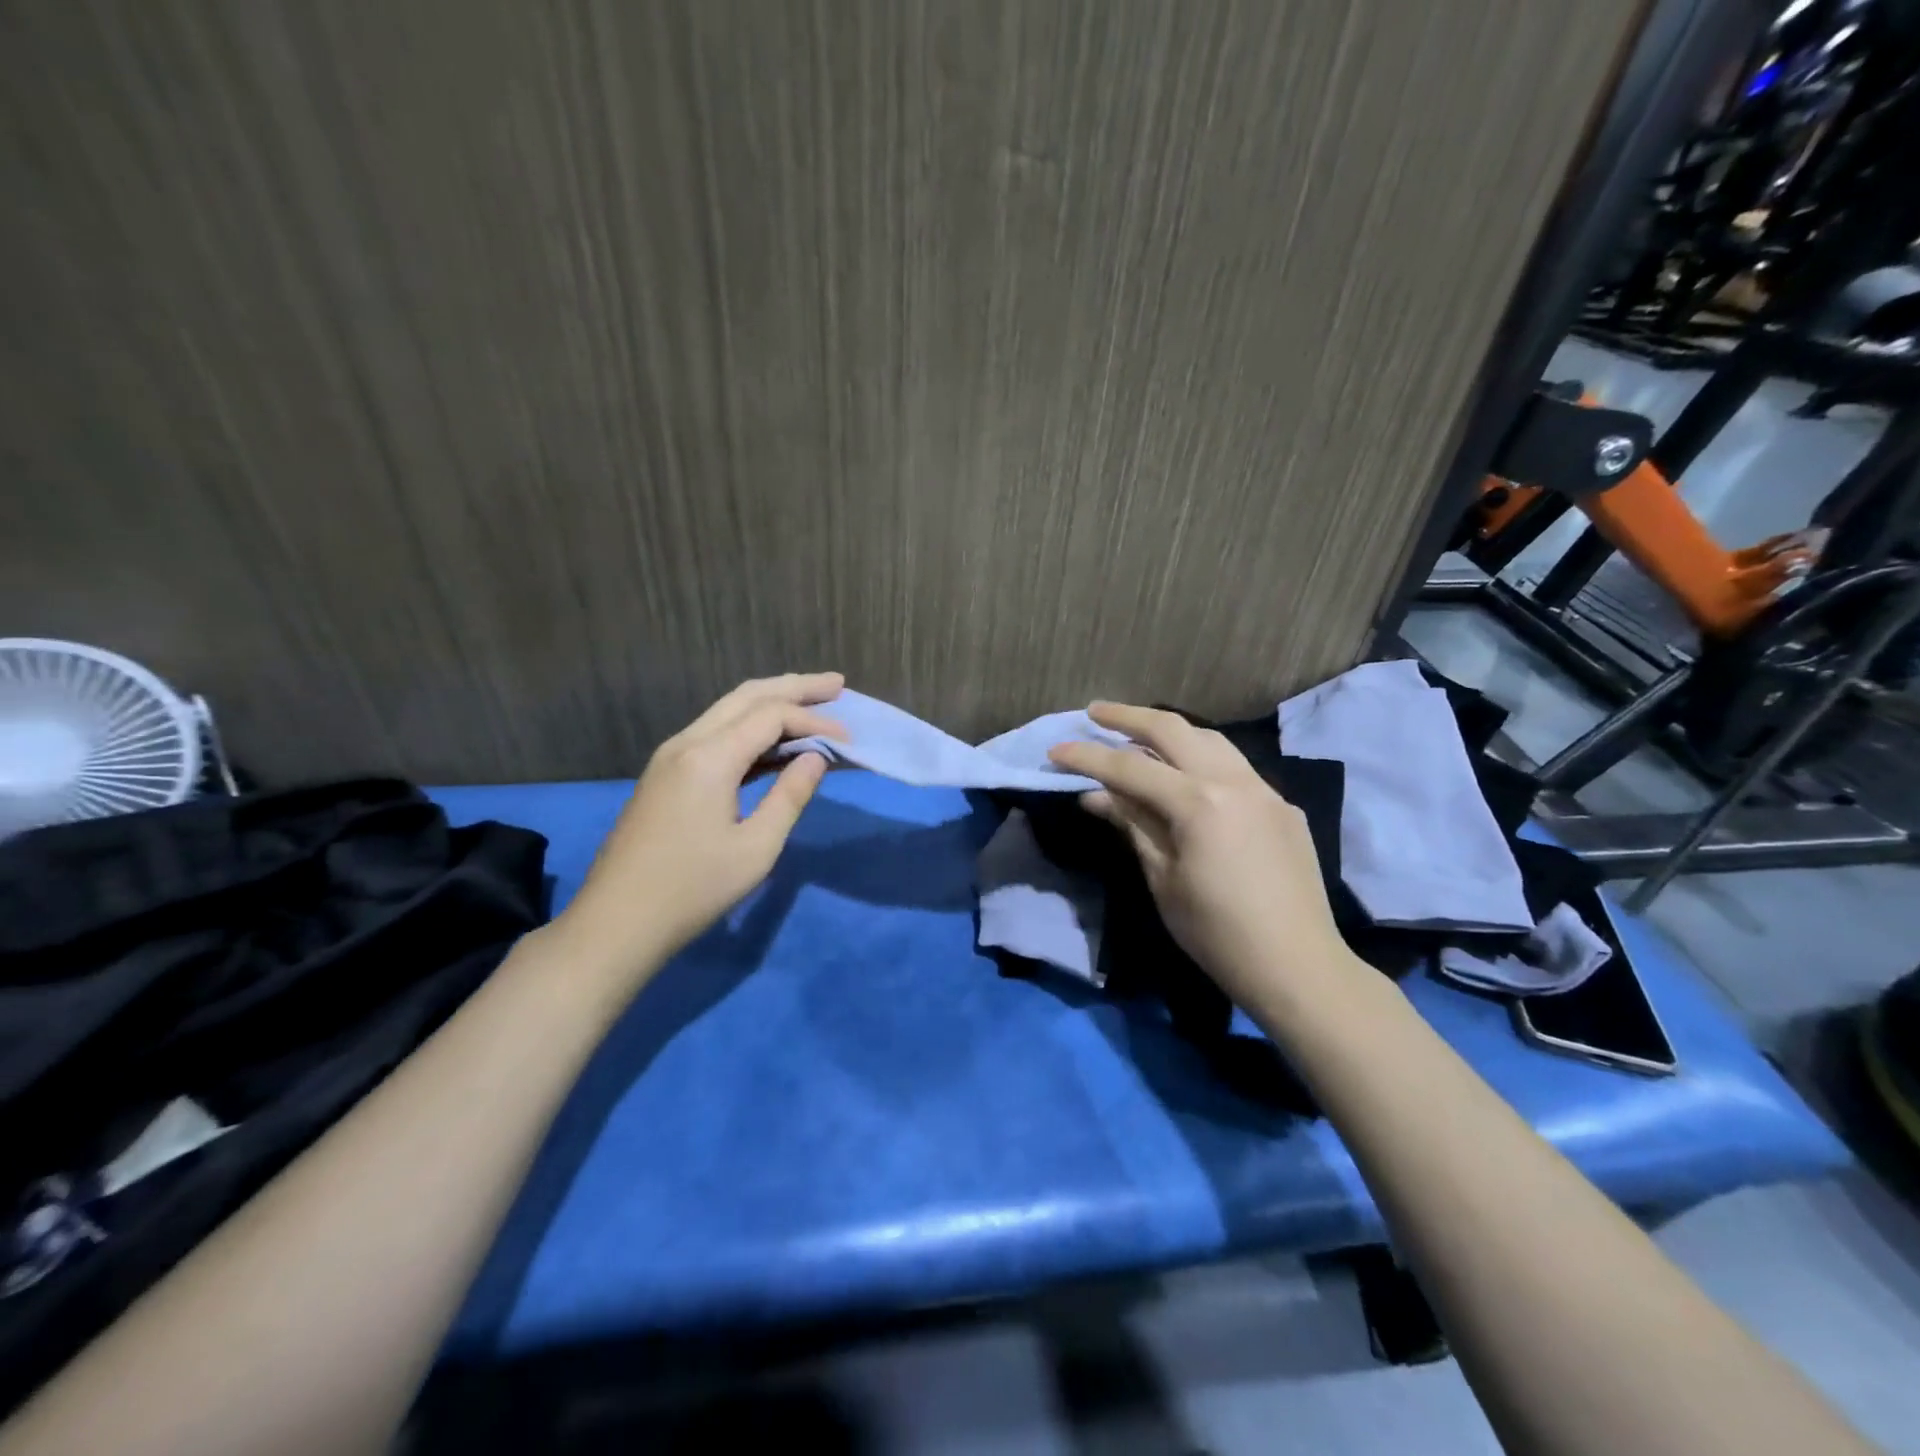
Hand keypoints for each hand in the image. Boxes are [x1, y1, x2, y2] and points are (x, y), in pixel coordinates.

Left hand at [555, 673, 846, 983]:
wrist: (617, 922)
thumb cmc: (693, 890)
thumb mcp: (756, 848)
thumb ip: (790, 796)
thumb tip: (817, 757)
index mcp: (709, 757)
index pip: (771, 716)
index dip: (814, 720)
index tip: (849, 739)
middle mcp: (686, 743)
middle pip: (747, 696)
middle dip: (794, 687)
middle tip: (837, 683)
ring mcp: (671, 757)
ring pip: (727, 711)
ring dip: (771, 703)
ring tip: (812, 701)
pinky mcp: (666, 775)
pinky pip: (715, 734)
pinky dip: (750, 728)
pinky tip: (774, 741)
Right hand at [1048, 703, 1349, 1004]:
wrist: (1298, 967)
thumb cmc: (1217, 933)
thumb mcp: (1162, 879)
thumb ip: (1132, 825)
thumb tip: (1096, 795)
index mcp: (1199, 803)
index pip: (1130, 768)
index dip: (1088, 757)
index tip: (1055, 750)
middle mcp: (1234, 782)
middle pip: (1174, 729)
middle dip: (1128, 717)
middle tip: (1094, 713)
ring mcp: (1265, 790)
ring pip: (1210, 739)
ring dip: (1169, 731)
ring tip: (1138, 735)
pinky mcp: (1282, 807)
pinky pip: (1235, 767)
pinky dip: (1201, 759)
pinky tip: (1188, 776)